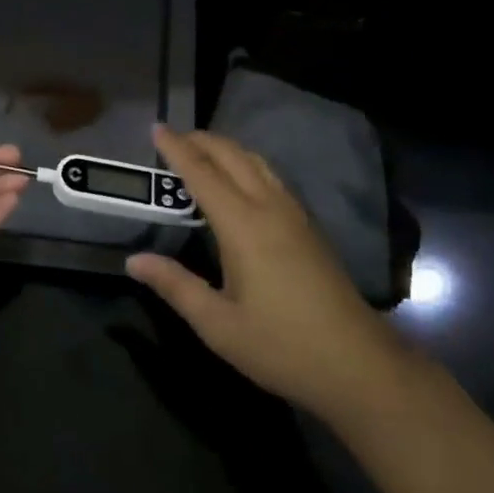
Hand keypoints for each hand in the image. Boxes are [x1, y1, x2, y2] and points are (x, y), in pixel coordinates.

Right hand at [126, 126, 406, 424]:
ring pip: (256, 162)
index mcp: (243, 225)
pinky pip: (271, 176)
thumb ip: (176, 286)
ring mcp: (294, 214)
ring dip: (226, 149)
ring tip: (201, 151)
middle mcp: (269, 207)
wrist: (359, 365)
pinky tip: (240, 180)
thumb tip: (134, 261)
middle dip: (201, 140)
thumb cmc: (282, 346)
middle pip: (232, 156)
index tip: (156, 127)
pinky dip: (246, 163)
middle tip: (173, 137)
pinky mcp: (309, 226)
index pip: (202, 173)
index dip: (177, 149)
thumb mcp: (219, 325)